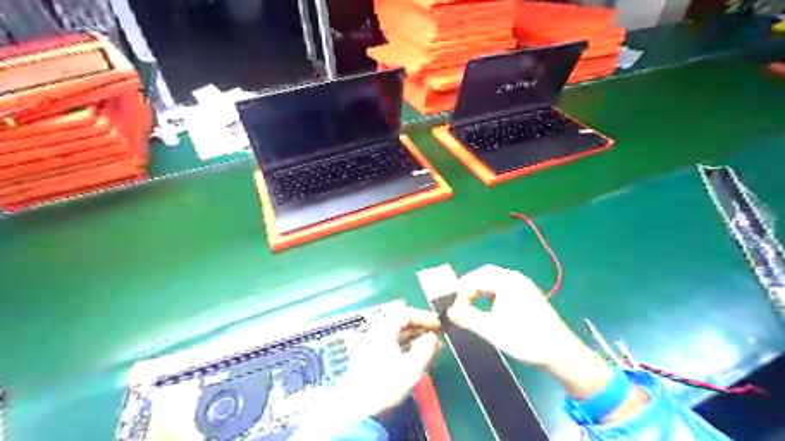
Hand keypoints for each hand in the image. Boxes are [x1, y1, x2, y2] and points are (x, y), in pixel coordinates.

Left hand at [343, 307, 443, 415]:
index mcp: (383, 331)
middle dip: (421, 327)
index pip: (405, 314)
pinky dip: (406, 346)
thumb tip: (433, 336)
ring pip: (397, 335)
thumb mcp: (412, 368)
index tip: (438, 324)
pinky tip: (417, 356)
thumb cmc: (386, 386)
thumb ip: (425, 348)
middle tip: (437, 335)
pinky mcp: (370, 358)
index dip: (424, 317)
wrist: (357, 411)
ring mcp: (372, 346)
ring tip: (432, 346)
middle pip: (400, 323)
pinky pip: (392, 345)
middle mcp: (376, 334)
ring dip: (415, 338)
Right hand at [445, 265, 585, 367]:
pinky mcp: (529, 296)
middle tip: (457, 296)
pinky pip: (505, 287)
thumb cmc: (524, 339)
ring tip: (470, 301)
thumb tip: (450, 312)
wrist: (561, 353)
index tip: (455, 310)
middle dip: (470, 284)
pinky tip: (489, 306)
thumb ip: (467, 318)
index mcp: (507, 281)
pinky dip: (492, 293)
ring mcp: (525, 287)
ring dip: (481, 288)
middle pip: (486, 274)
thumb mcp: (491, 329)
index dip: (462, 293)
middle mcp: (516, 279)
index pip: (477, 280)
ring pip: (496, 280)